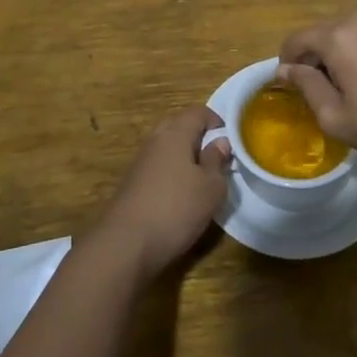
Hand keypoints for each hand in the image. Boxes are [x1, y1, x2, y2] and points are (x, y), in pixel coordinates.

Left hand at [92, 105, 230, 277]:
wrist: (125, 244)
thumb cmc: (176, 209)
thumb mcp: (211, 187)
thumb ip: (217, 161)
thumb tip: (220, 142)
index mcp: (175, 133)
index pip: (198, 111)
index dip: (217, 121)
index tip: (231, 141)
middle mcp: (155, 140)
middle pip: (180, 126)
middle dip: (200, 137)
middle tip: (217, 158)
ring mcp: (140, 161)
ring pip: (167, 147)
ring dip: (185, 157)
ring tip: (202, 179)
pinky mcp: (132, 183)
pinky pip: (158, 166)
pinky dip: (172, 173)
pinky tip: (180, 196)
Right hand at [277, 8, 356, 176]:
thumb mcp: (337, 117)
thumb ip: (306, 87)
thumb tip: (284, 70)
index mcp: (339, 35)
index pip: (296, 40)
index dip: (287, 65)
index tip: (290, 91)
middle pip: (320, 34)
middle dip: (312, 60)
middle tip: (319, 96)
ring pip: (343, 35)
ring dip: (335, 57)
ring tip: (345, 92)